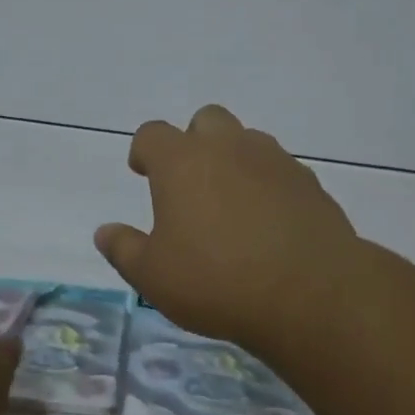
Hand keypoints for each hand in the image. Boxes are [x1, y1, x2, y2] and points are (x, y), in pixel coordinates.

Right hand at [94, 104, 359, 356]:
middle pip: (205, 121)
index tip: (142, 173)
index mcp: (182, 162)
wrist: (310, 293)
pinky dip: (267, 184)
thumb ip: (124, 249)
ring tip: (230, 204)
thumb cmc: (217, 281)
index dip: (144, 151)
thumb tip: (104, 232)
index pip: (152, 134)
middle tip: (189, 184)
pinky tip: (268, 222)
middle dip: (193, 143)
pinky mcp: (309, 182)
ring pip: (247, 140)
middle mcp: (228, 147)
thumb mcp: (153, 276)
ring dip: (233, 160)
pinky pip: (279, 169)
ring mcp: (274, 160)